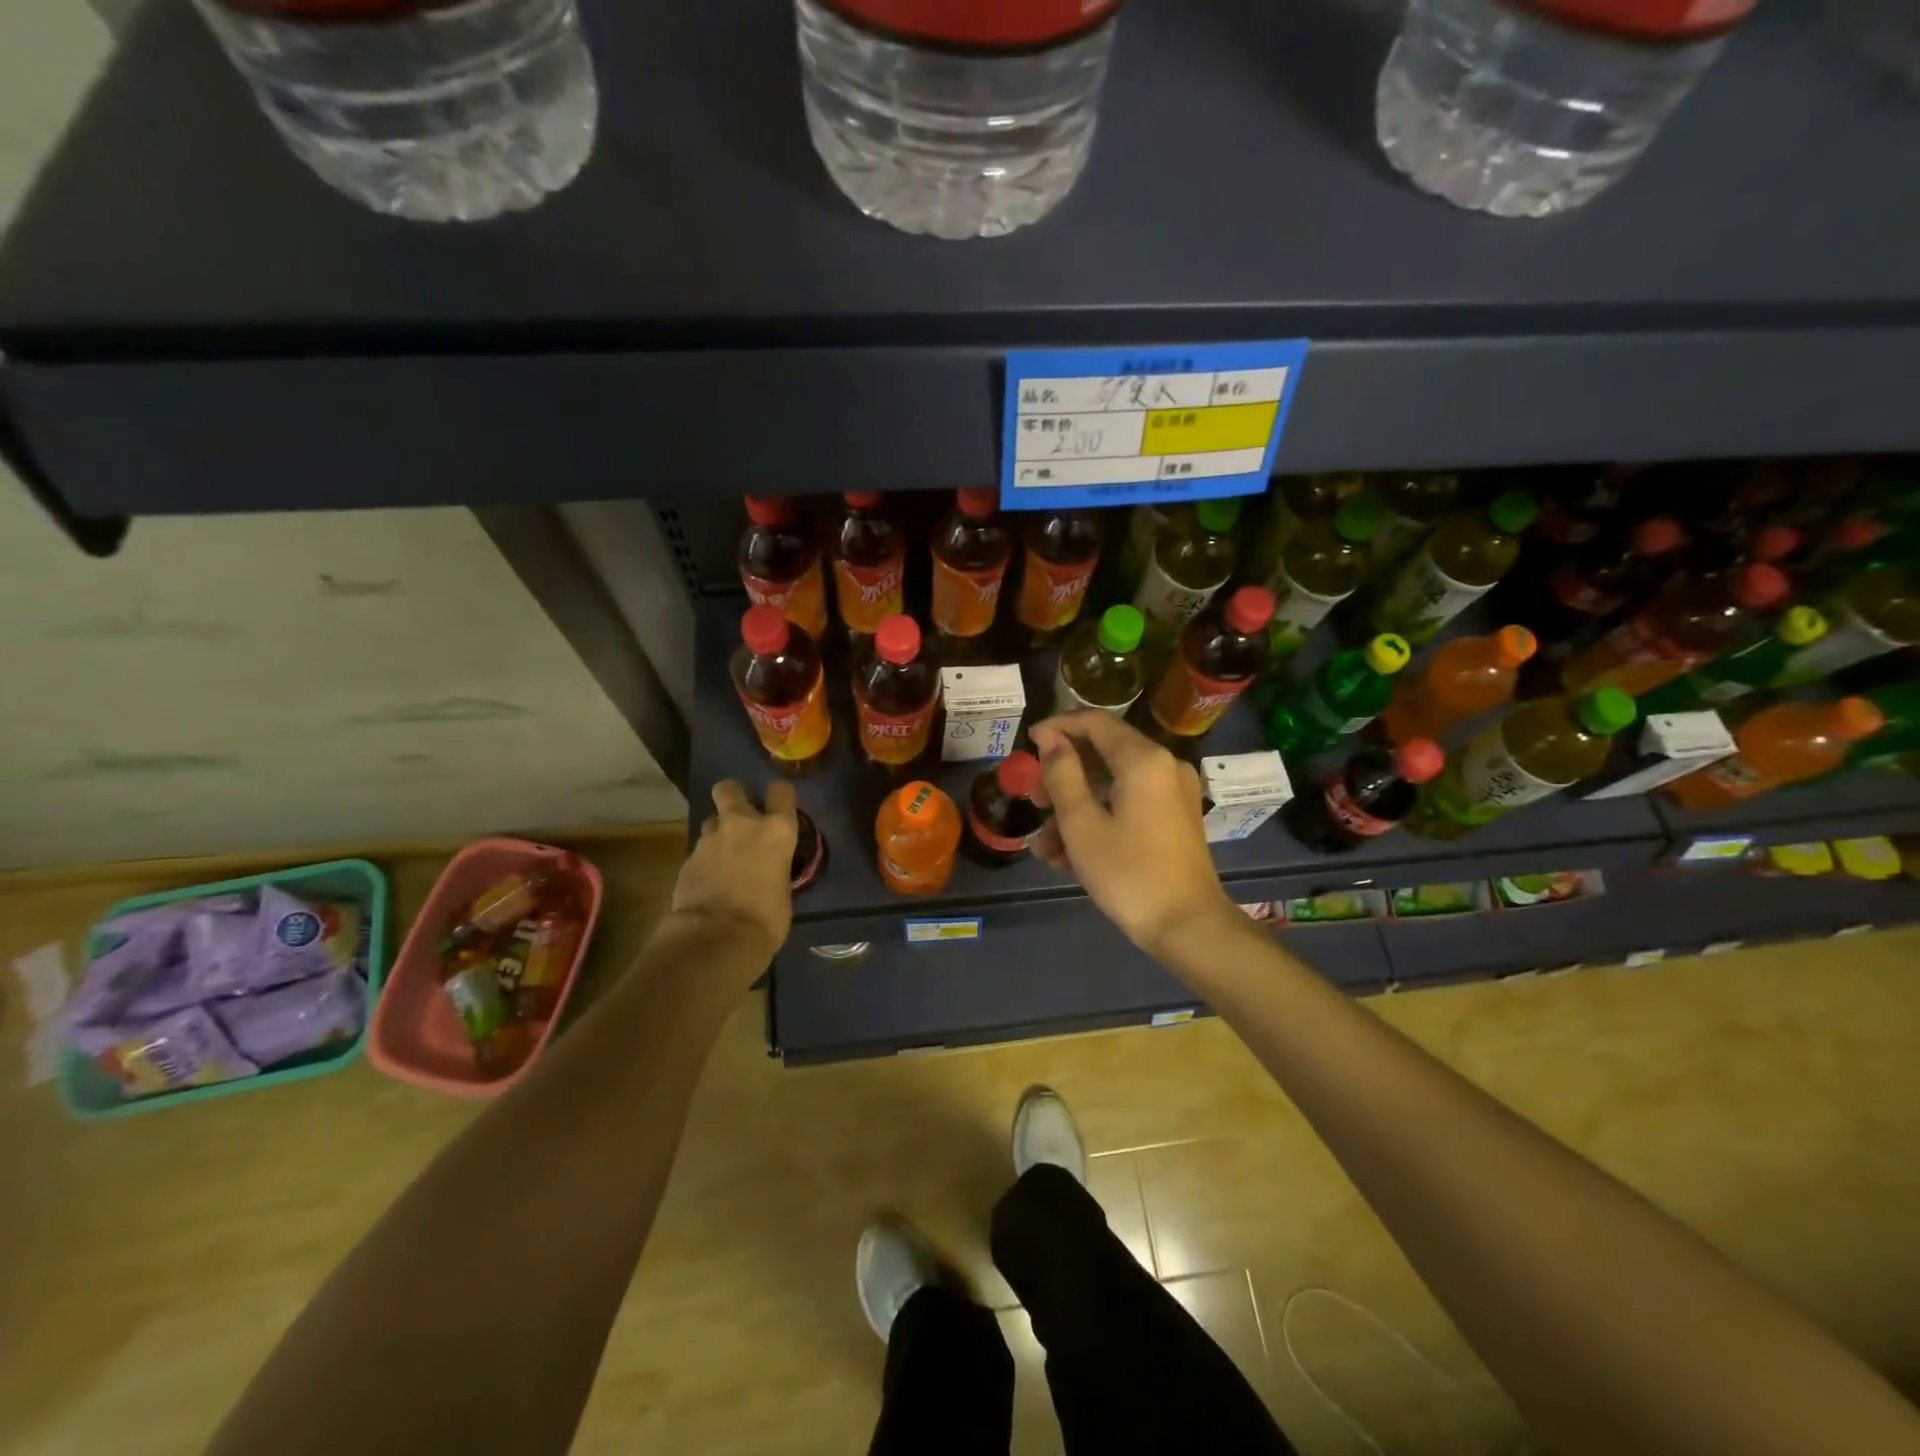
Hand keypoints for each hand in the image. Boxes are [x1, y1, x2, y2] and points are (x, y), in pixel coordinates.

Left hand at [671, 780, 798, 963]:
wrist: (717, 937)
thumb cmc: (766, 918)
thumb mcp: (783, 888)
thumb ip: (775, 867)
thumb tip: (769, 871)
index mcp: (776, 830)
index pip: (781, 791)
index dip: (779, 796)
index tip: (778, 805)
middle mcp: (742, 824)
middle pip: (729, 788)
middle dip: (732, 796)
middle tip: (739, 817)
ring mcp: (709, 840)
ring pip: (711, 822)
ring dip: (718, 835)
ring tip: (723, 858)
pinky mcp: (686, 859)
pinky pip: (699, 852)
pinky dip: (705, 862)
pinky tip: (709, 883)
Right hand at [1029, 712, 1237, 957]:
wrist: (1188, 927)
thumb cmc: (1128, 873)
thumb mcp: (1082, 823)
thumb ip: (1062, 774)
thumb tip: (1050, 738)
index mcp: (1143, 760)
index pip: (1095, 722)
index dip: (1058, 727)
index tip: (1026, 744)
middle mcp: (1164, 766)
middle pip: (1103, 754)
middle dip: (1062, 777)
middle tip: (1033, 801)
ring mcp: (1172, 794)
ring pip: (1112, 786)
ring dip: (1075, 809)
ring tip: (1044, 847)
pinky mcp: (1174, 819)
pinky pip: (1129, 806)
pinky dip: (1099, 821)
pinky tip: (1068, 857)